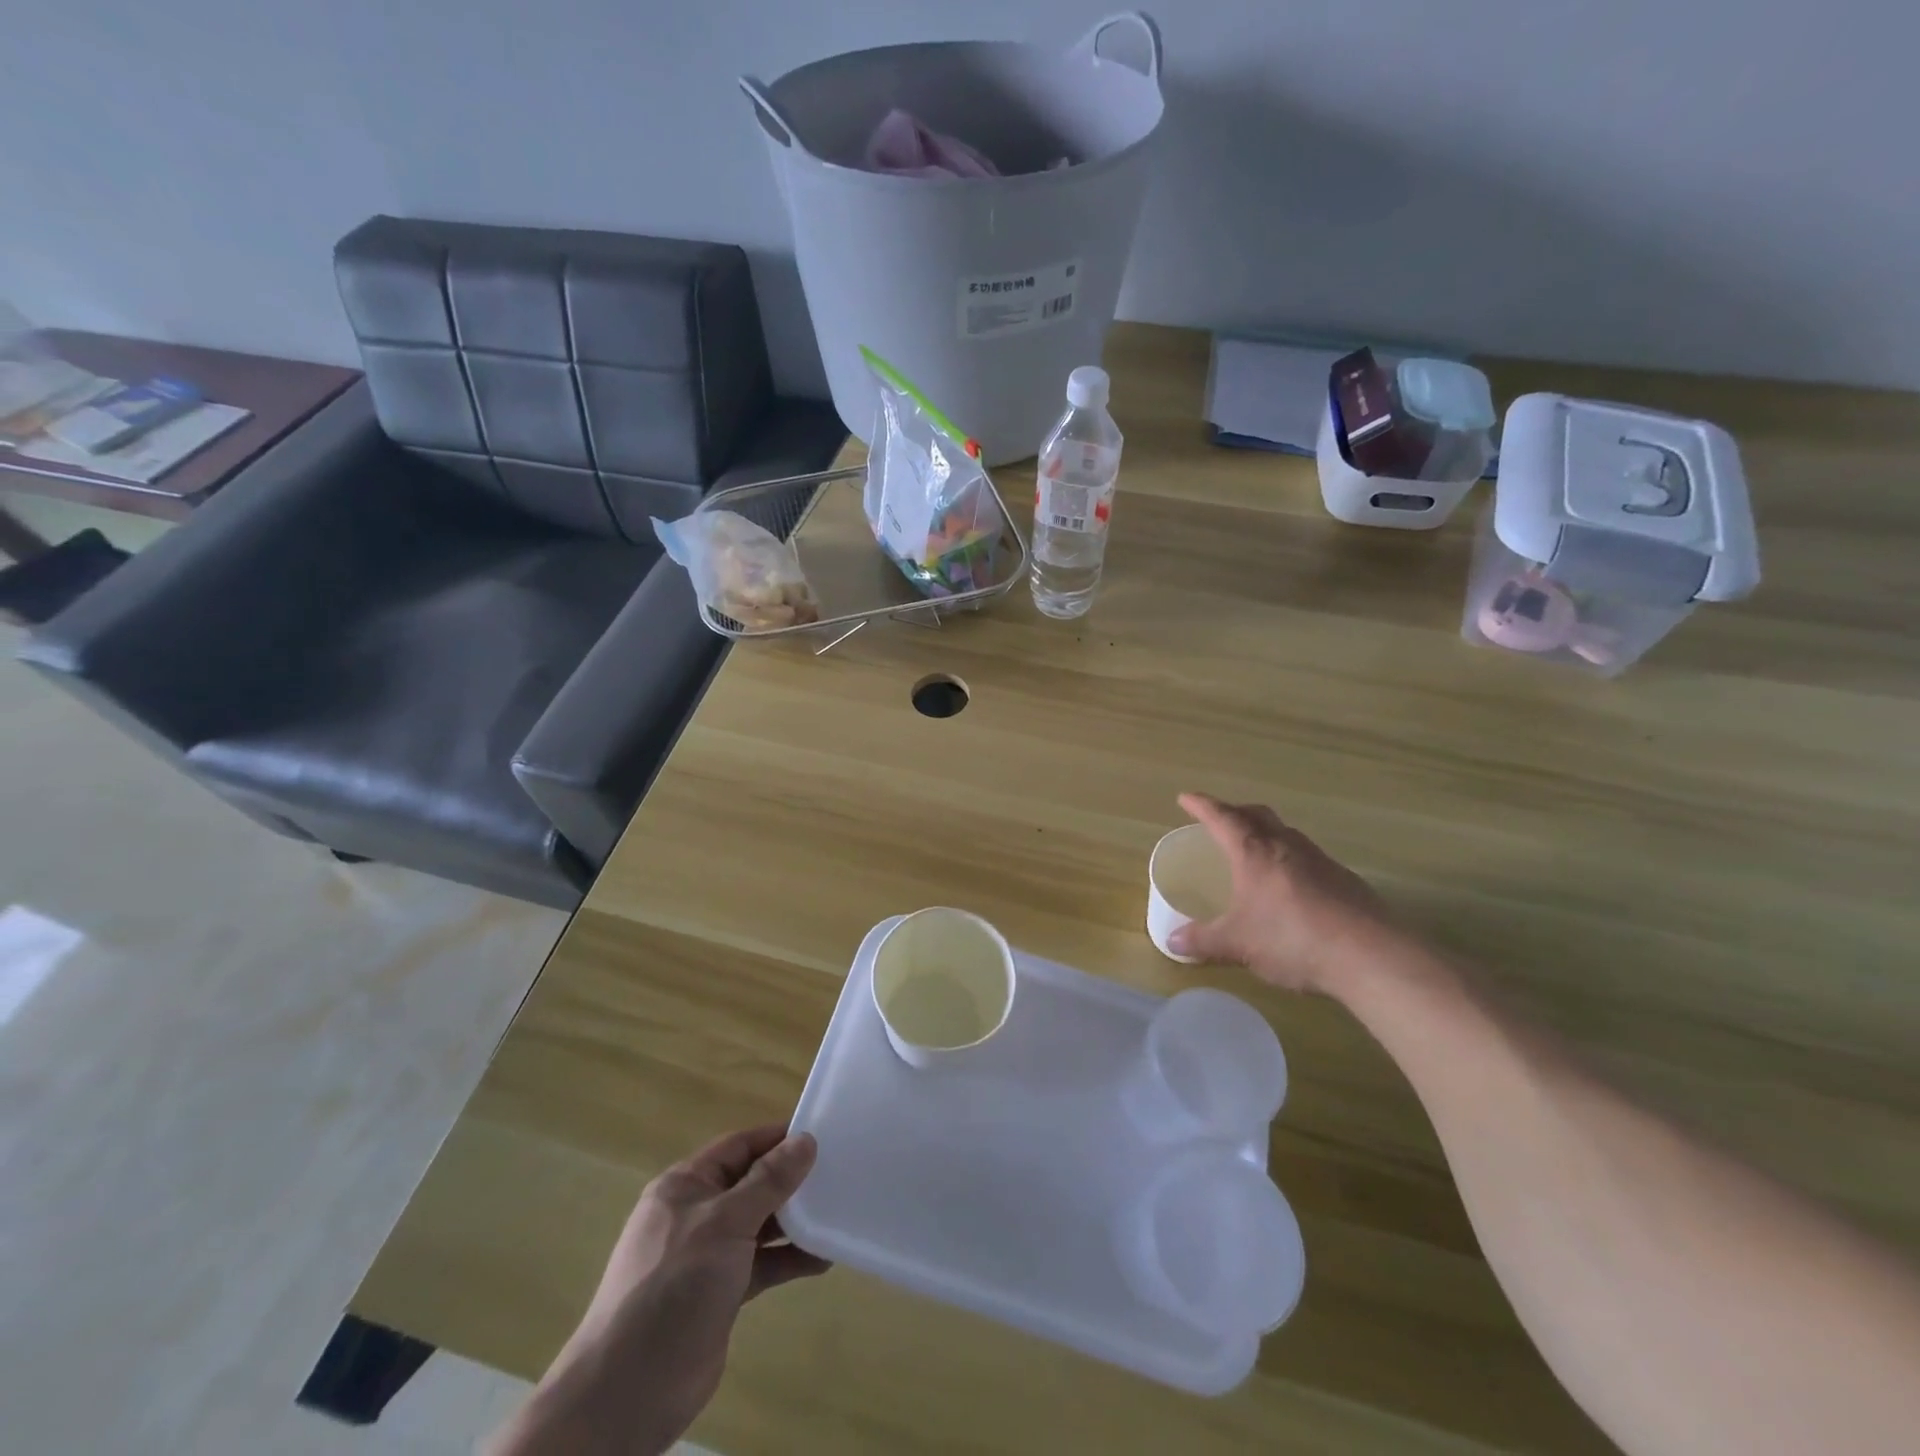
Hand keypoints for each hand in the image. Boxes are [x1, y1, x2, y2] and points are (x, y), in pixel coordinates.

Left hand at [493, 1125, 827, 1455]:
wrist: (628, 1392)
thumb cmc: (673, 1287)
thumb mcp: (724, 1223)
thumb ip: (768, 1182)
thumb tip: (805, 1141)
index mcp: (685, 1186)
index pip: (739, 1147)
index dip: (778, 1139)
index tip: (823, 1136)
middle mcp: (696, 1214)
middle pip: (751, 1184)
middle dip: (791, 1181)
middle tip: (839, 1174)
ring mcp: (707, 1256)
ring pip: (759, 1225)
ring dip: (795, 1222)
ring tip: (838, 1214)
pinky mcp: (719, 1294)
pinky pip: (761, 1264)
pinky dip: (789, 1260)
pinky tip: (823, 1258)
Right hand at [1165, 792, 1405, 997]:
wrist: (1370, 956)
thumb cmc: (1292, 940)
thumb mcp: (1238, 944)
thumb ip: (1204, 941)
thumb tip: (1173, 942)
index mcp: (1255, 853)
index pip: (1223, 818)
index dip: (1202, 806)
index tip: (1186, 797)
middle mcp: (1287, 847)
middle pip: (1259, 815)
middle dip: (1236, 812)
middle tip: (1221, 819)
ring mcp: (1321, 861)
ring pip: (1287, 833)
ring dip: (1267, 833)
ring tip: (1255, 850)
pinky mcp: (1345, 881)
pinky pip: (1309, 857)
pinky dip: (1291, 859)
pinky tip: (1291, 887)